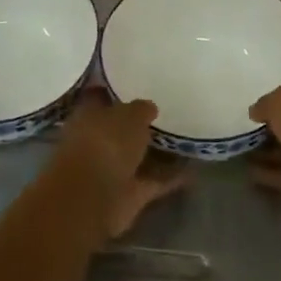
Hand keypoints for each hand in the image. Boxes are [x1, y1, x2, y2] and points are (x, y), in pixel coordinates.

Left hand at [51, 90, 189, 241]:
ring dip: (156, 152)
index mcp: (88, 116)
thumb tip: (149, 108)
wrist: (93, 197)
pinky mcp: (127, 194)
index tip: (136, 84)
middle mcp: (96, 142)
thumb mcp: (130, 115)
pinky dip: (170, 178)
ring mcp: (110, 169)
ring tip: (183, 140)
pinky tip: (193, 170)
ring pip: (135, 156)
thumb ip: (141, 109)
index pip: (100, 97)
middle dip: (137, 124)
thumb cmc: (106, 143)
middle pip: (119, 129)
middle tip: (166, 112)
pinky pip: (152, 181)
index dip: (115, 91)